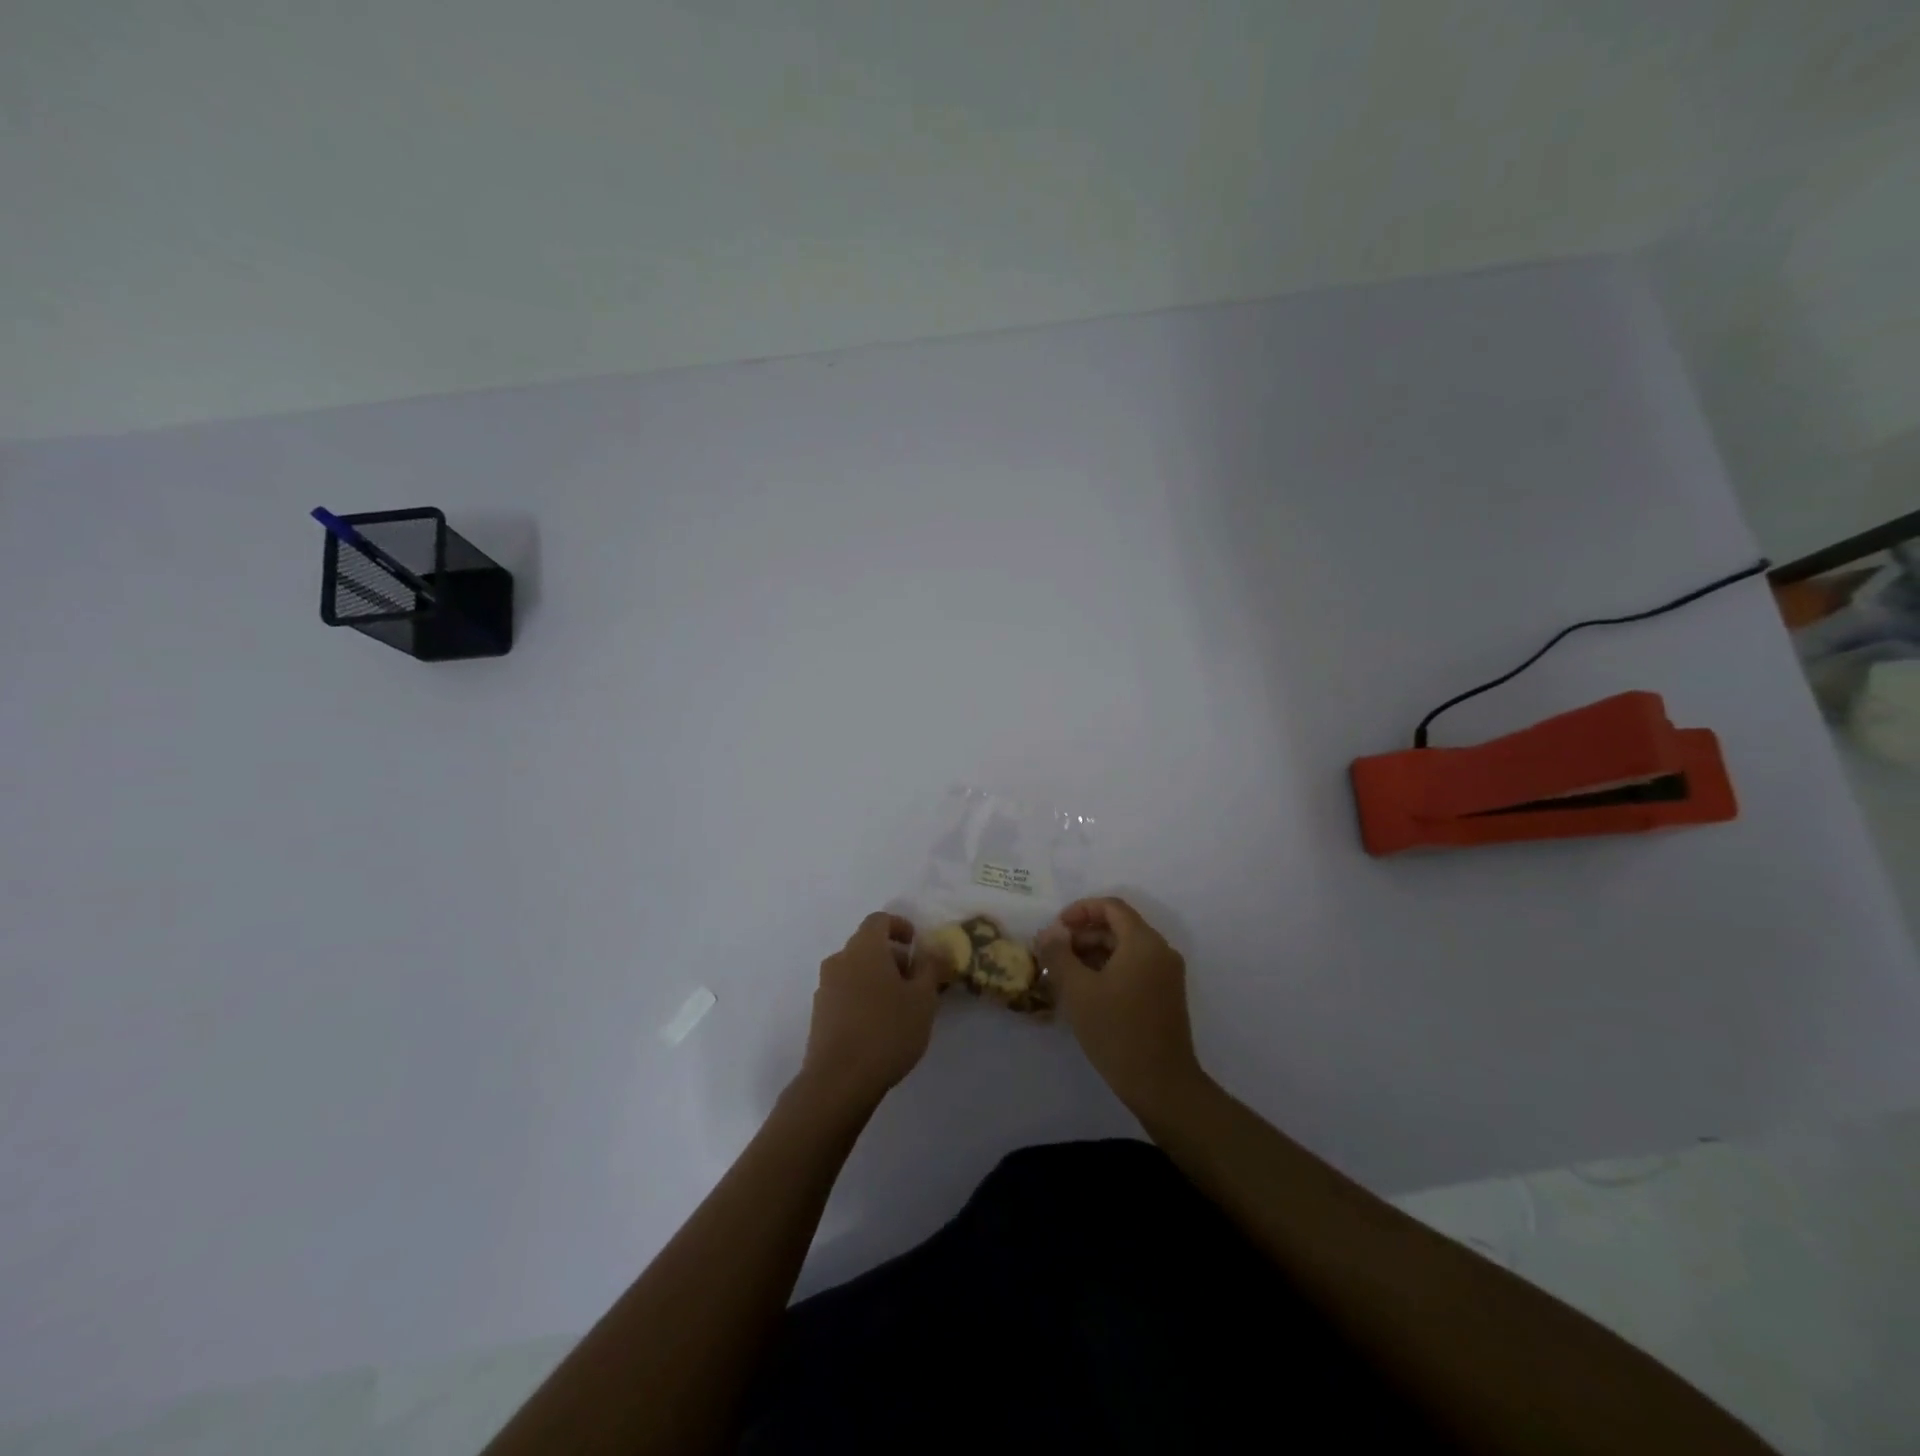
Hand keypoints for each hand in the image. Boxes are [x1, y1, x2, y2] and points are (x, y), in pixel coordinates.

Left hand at [797, 912, 943, 1109]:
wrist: (839, 1080)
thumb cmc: (887, 1030)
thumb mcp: (923, 999)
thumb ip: (931, 968)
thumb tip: (935, 949)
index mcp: (864, 948)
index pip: (879, 920)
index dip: (899, 926)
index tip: (916, 944)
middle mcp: (840, 960)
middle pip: (866, 945)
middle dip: (892, 956)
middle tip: (915, 980)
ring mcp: (825, 988)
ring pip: (855, 970)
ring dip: (877, 978)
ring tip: (900, 1006)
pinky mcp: (819, 1014)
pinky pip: (845, 992)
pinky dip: (863, 997)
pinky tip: (879, 1025)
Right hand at [1037, 897, 1205, 1117]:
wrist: (1161, 1084)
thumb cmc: (1116, 1031)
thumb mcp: (1078, 990)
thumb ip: (1059, 954)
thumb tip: (1049, 931)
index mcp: (1144, 942)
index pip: (1111, 907)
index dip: (1080, 910)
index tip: (1055, 929)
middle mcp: (1160, 951)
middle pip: (1118, 927)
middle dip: (1083, 935)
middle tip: (1054, 955)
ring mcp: (1166, 975)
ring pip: (1125, 950)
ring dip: (1093, 954)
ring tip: (1063, 975)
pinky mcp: (1166, 996)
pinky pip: (1134, 968)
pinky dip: (1109, 970)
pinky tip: (1086, 992)